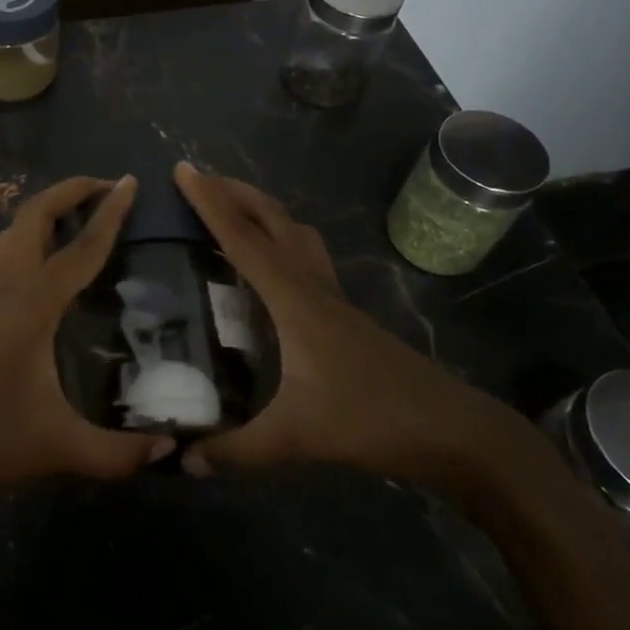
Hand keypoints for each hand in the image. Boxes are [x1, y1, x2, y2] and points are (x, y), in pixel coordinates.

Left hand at [0, 176, 171, 516]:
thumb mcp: (55, 449)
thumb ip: (116, 453)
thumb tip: (168, 451)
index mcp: (31, 305)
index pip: (80, 248)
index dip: (110, 213)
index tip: (131, 181)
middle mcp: (6, 289)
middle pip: (33, 216)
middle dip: (70, 191)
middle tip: (108, 189)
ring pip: (11, 232)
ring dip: (44, 211)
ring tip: (78, 215)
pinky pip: (3, 256)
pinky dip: (28, 240)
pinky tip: (44, 267)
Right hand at [172, 162, 533, 491]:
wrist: (448, 429)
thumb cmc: (370, 419)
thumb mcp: (295, 438)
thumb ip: (235, 450)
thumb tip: (181, 460)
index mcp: (293, 300)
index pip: (243, 239)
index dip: (210, 203)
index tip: (183, 169)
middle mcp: (312, 286)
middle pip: (272, 219)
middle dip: (235, 192)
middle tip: (199, 182)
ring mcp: (332, 298)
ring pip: (295, 232)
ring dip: (262, 211)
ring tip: (231, 213)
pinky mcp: (343, 314)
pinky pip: (307, 258)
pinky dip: (282, 242)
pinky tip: (270, 269)